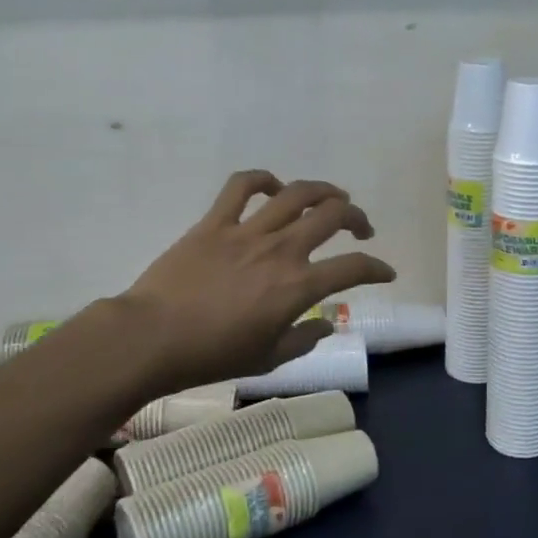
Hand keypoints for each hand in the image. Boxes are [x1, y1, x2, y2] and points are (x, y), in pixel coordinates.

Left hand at [117, 170, 396, 392]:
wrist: (152, 338)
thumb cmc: (213, 356)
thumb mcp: (268, 359)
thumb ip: (304, 339)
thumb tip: (325, 324)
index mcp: (299, 286)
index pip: (353, 268)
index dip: (377, 269)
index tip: (385, 272)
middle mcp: (281, 250)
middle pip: (332, 215)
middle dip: (356, 217)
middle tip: (360, 227)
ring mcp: (247, 231)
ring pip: (295, 193)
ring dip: (322, 190)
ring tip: (331, 197)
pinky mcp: (214, 222)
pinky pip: (241, 186)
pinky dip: (261, 178)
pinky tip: (272, 185)